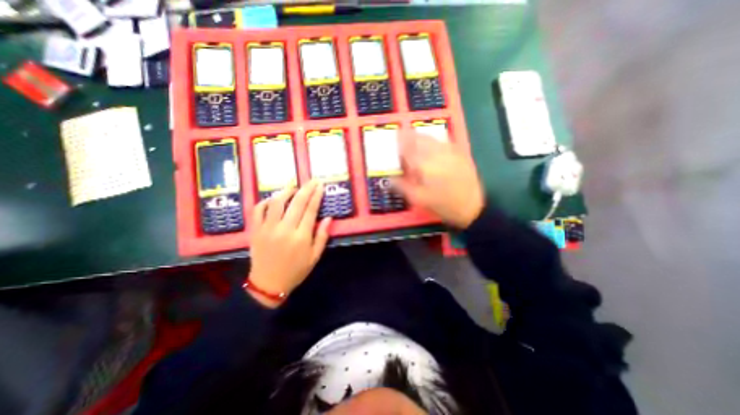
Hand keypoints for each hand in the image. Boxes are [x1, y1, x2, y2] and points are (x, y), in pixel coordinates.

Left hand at [246, 182, 330, 308]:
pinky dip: (266, 201)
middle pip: (297, 202)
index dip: (316, 196)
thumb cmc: (296, 271)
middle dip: (306, 188)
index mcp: (301, 237)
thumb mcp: (315, 257)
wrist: (268, 284)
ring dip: (286, 191)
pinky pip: (258, 210)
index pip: (311, 210)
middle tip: (313, 180)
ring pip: (277, 202)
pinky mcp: (255, 230)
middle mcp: (285, 230)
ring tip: (294, 186)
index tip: (321, 185)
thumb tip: (329, 217)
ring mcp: (268, 229)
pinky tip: (274, 199)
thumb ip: (322, 236)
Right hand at [393, 133, 486, 228]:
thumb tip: (390, 178)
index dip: (399, 142)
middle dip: (408, 136)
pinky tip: (430, 144)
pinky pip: (442, 141)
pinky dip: (433, 140)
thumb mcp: (419, 199)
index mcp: (424, 165)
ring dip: (420, 136)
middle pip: (419, 139)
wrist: (472, 206)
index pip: (408, 149)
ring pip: (431, 138)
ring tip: (413, 136)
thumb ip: (402, 186)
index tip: (394, 138)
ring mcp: (450, 151)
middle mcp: (436, 154)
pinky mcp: (459, 153)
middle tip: (401, 135)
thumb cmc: (443, 204)